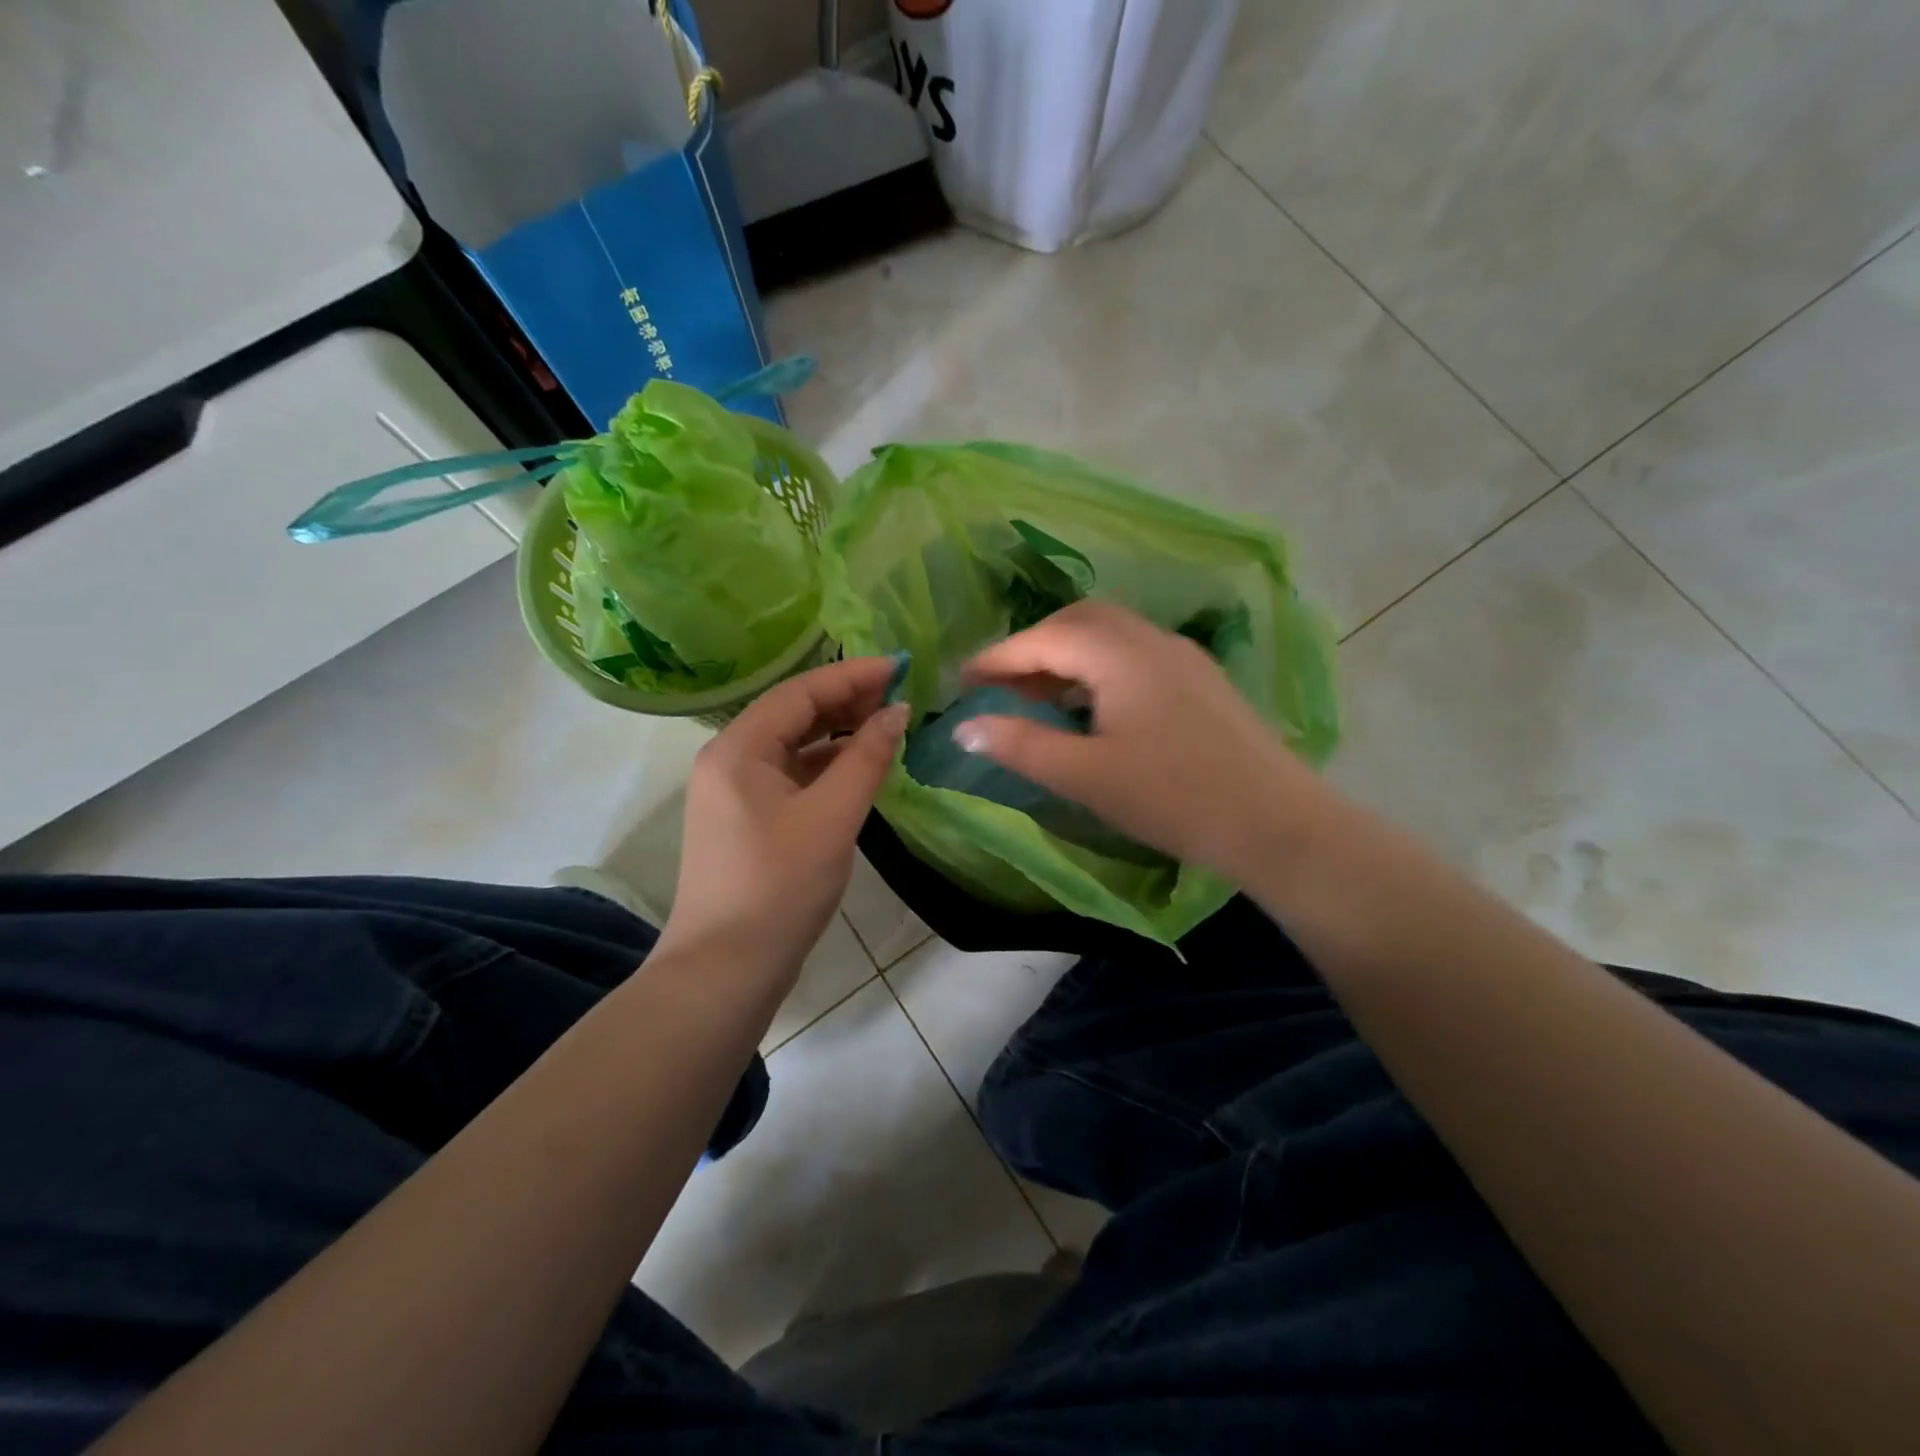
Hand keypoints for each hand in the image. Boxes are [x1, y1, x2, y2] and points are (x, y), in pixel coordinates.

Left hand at [663, 657, 907, 975]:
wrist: (726, 968)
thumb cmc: (780, 886)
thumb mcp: (832, 817)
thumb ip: (867, 758)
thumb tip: (897, 712)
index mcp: (738, 749)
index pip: (800, 692)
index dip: (853, 675)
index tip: (902, 667)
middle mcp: (729, 760)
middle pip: (793, 713)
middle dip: (846, 701)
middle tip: (899, 698)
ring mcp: (734, 792)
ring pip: (793, 746)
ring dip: (838, 734)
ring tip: (886, 727)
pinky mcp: (747, 820)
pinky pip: (791, 776)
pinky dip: (826, 767)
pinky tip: (859, 769)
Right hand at [960, 601, 1330, 880]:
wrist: (1276, 823)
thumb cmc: (1172, 797)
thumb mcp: (1085, 775)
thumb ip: (1021, 745)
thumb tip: (965, 727)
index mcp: (1119, 653)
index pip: (1044, 639)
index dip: (998, 657)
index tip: (963, 681)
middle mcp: (1151, 639)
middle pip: (1078, 622)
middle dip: (1033, 647)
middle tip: (1001, 685)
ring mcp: (1183, 657)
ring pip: (1110, 636)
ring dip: (1067, 656)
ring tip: (1040, 697)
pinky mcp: (1201, 681)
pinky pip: (1135, 655)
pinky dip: (1098, 668)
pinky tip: (1093, 707)